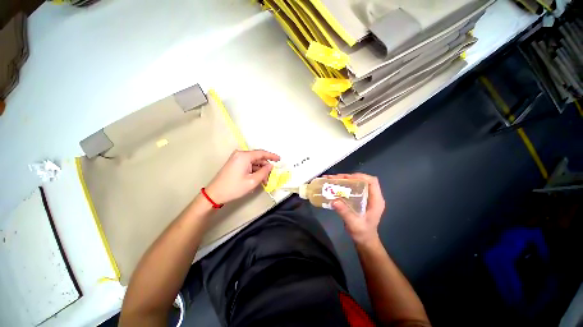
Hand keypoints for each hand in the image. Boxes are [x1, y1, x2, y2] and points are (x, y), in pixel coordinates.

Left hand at [206, 150, 279, 203]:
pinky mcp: (234, 163)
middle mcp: (240, 154)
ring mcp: (236, 158)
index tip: (279, 159)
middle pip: (258, 158)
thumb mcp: (252, 181)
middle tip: (270, 176)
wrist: (215, 194)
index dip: (272, 156)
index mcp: (244, 156)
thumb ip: (264, 172)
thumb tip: (270, 166)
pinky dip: (254, 170)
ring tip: (264, 181)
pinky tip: (257, 178)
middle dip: (265, 167)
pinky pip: (248, 164)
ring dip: (260, 170)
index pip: (262, 153)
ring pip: (253, 162)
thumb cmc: (234, 187)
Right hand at [326, 173, 385, 245]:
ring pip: (356, 183)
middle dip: (348, 177)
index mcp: (376, 200)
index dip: (360, 177)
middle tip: (334, 178)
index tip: (346, 177)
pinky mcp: (359, 199)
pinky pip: (351, 188)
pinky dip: (342, 185)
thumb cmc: (362, 233)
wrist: (364, 241)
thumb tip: (334, 201)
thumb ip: (345, 213)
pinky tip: (333, 186)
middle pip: (362, 180)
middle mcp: (371, 196)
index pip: (372, 182)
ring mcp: (365, 197)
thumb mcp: (354, 224)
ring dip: (344, 180)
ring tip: (331, 179)